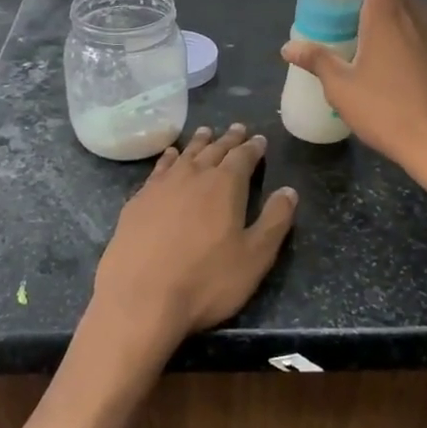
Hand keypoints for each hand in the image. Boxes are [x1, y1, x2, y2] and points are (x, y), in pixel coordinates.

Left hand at [90, 123, 298, 359]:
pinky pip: (158, 169)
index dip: (253, 148)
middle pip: (213, 150)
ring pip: (184, 155)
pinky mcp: (137, 201)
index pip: (243, 157)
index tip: (259, 139)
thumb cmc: (205, 281)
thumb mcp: (255, 257)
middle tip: (236, 128)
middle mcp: (192, 176)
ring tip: (205, 132)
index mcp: (225, 185)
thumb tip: (289, 190)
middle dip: (228, 139)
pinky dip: (168, 159)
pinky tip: (169, 157)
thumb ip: (275, 221)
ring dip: (198, 143)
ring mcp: (161, 186)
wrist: (140, 299)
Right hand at [281, 0, 426, 195]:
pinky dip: (397, 39)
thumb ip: (316, 60)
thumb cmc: (388, 112)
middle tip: (338, 17)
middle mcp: (416, 13)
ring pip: (405, 10)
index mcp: (388, 10)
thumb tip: (290, 47)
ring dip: (380, 18)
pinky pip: (417, 33)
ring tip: (358, 51)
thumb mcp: (341, 88)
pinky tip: (384, 75)